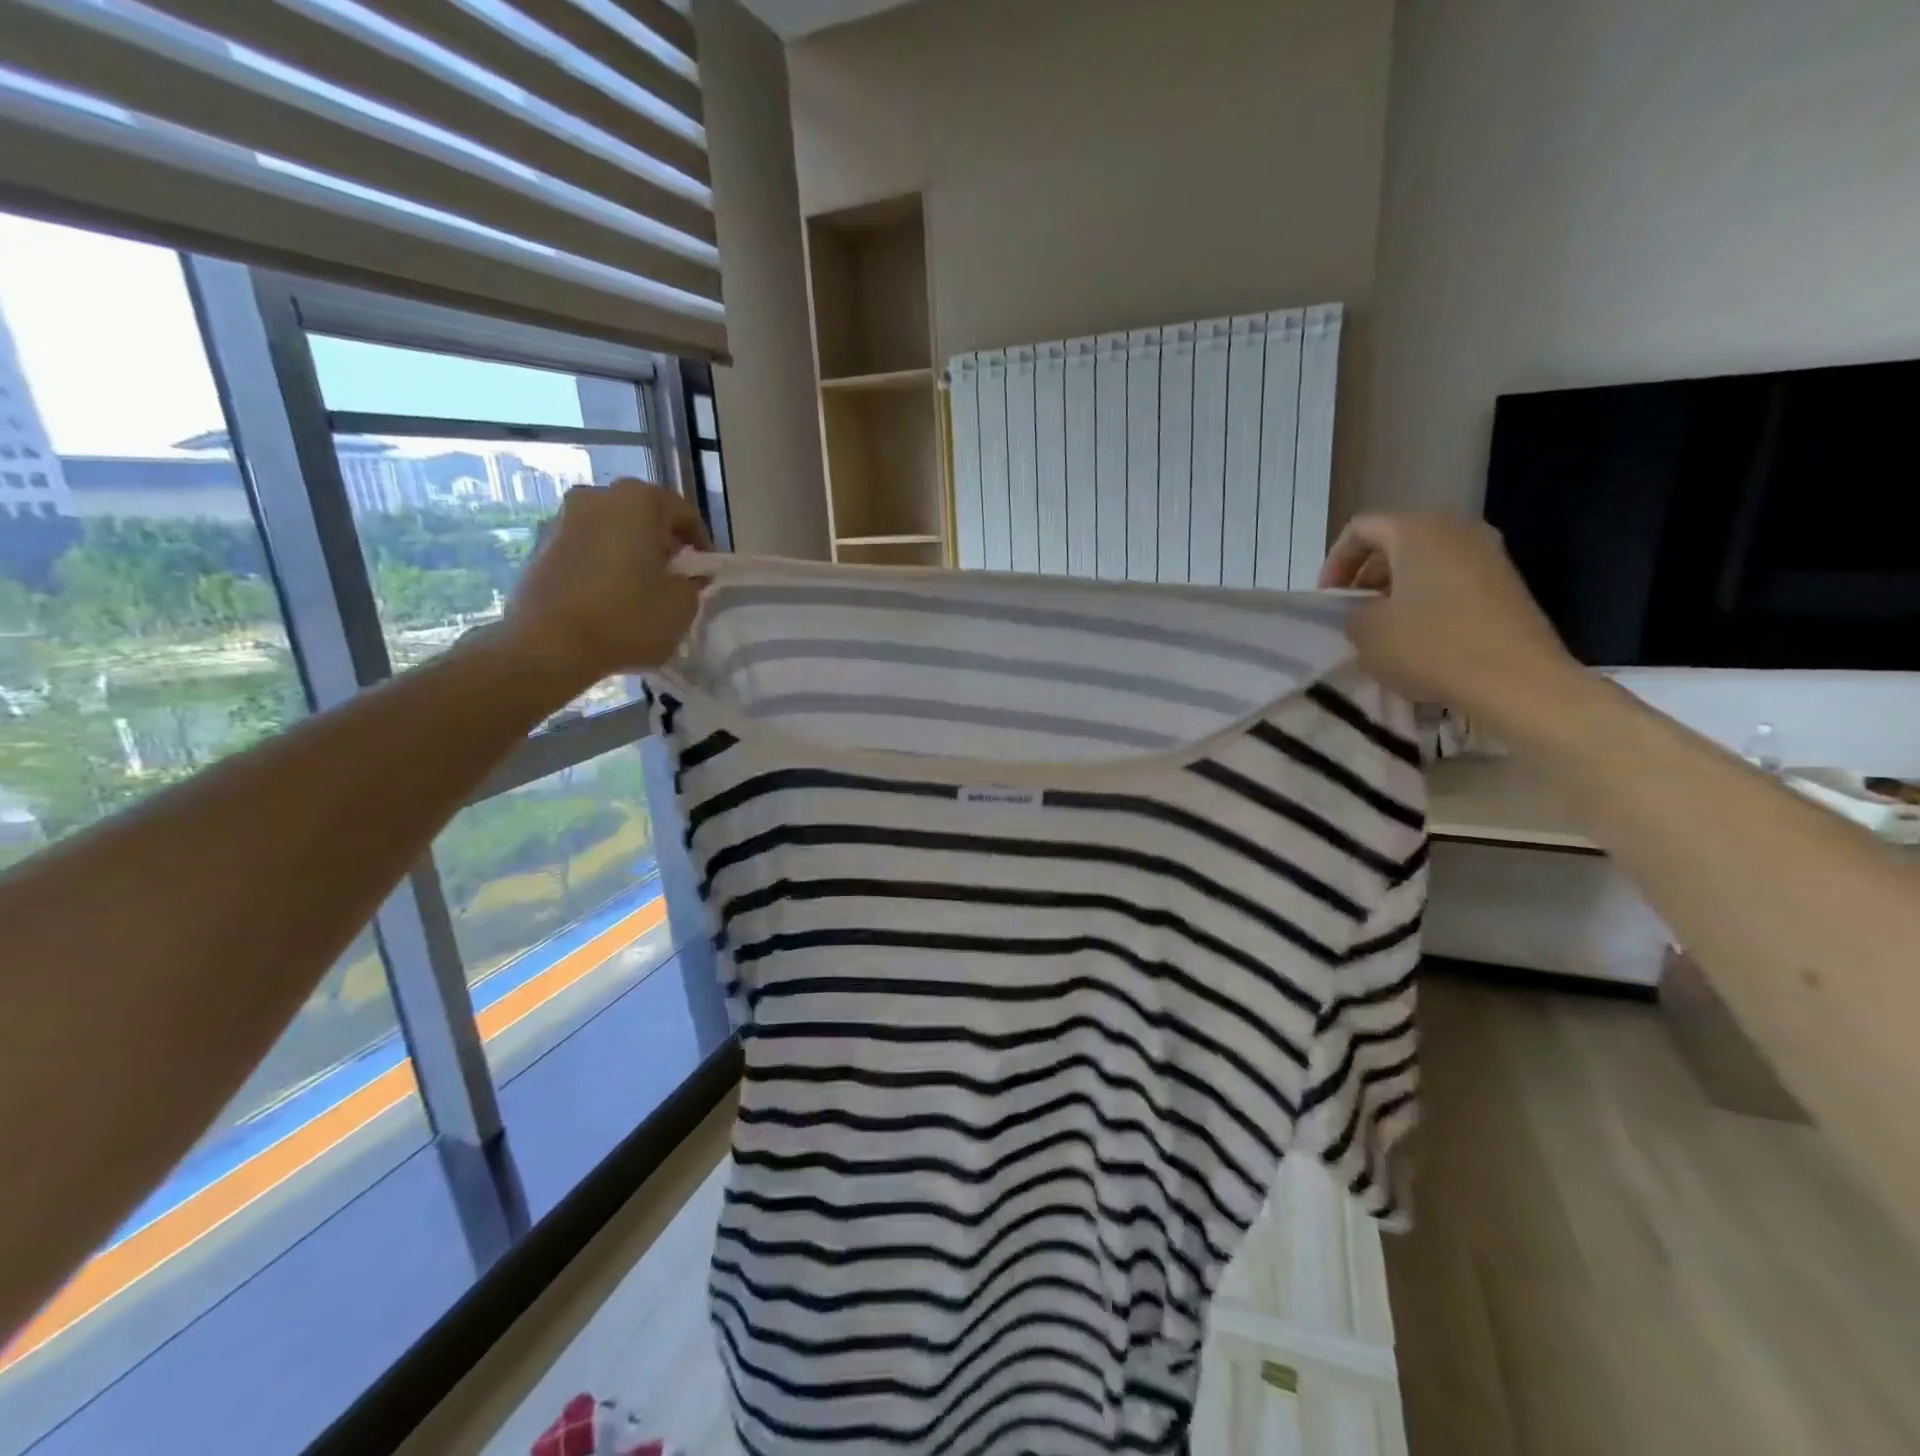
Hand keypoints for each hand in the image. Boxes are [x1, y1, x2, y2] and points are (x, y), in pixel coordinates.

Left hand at [497, 479, 710, 691]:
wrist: (549, 645)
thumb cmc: (627, 618)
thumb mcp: (682, 606)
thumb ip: (693, 583)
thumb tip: (687, 577)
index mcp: (638, 500)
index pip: (684, 514)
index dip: (701, 545)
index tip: (706, 573)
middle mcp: (597, 496)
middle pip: (644, 516)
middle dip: (663, 544)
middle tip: (676, 578)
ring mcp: (563, 518)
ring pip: (613, 531)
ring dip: (631, 553)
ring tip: (643, 590)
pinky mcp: (541, 546)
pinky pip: (587, 549)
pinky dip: (604, 565)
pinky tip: (612, 597)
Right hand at [1319, 513, 1585, 734]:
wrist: (1517, 680)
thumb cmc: (1430, 647)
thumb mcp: (1366, 633)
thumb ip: (1353, 612)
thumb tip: (1367, 611)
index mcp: (1417, 530)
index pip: (1360, 529)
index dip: (1335, 563)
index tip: (1329, 600)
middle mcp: (1457, 529)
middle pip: (1396, 541)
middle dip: (1367, 575)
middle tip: (1353, 612)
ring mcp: (1489, 554)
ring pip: (1425, 561)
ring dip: (1397, 589)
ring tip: (1384, 627)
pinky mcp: (1507, 583)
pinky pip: (1452, 579)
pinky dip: (1427, 600)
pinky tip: (1420, 637)